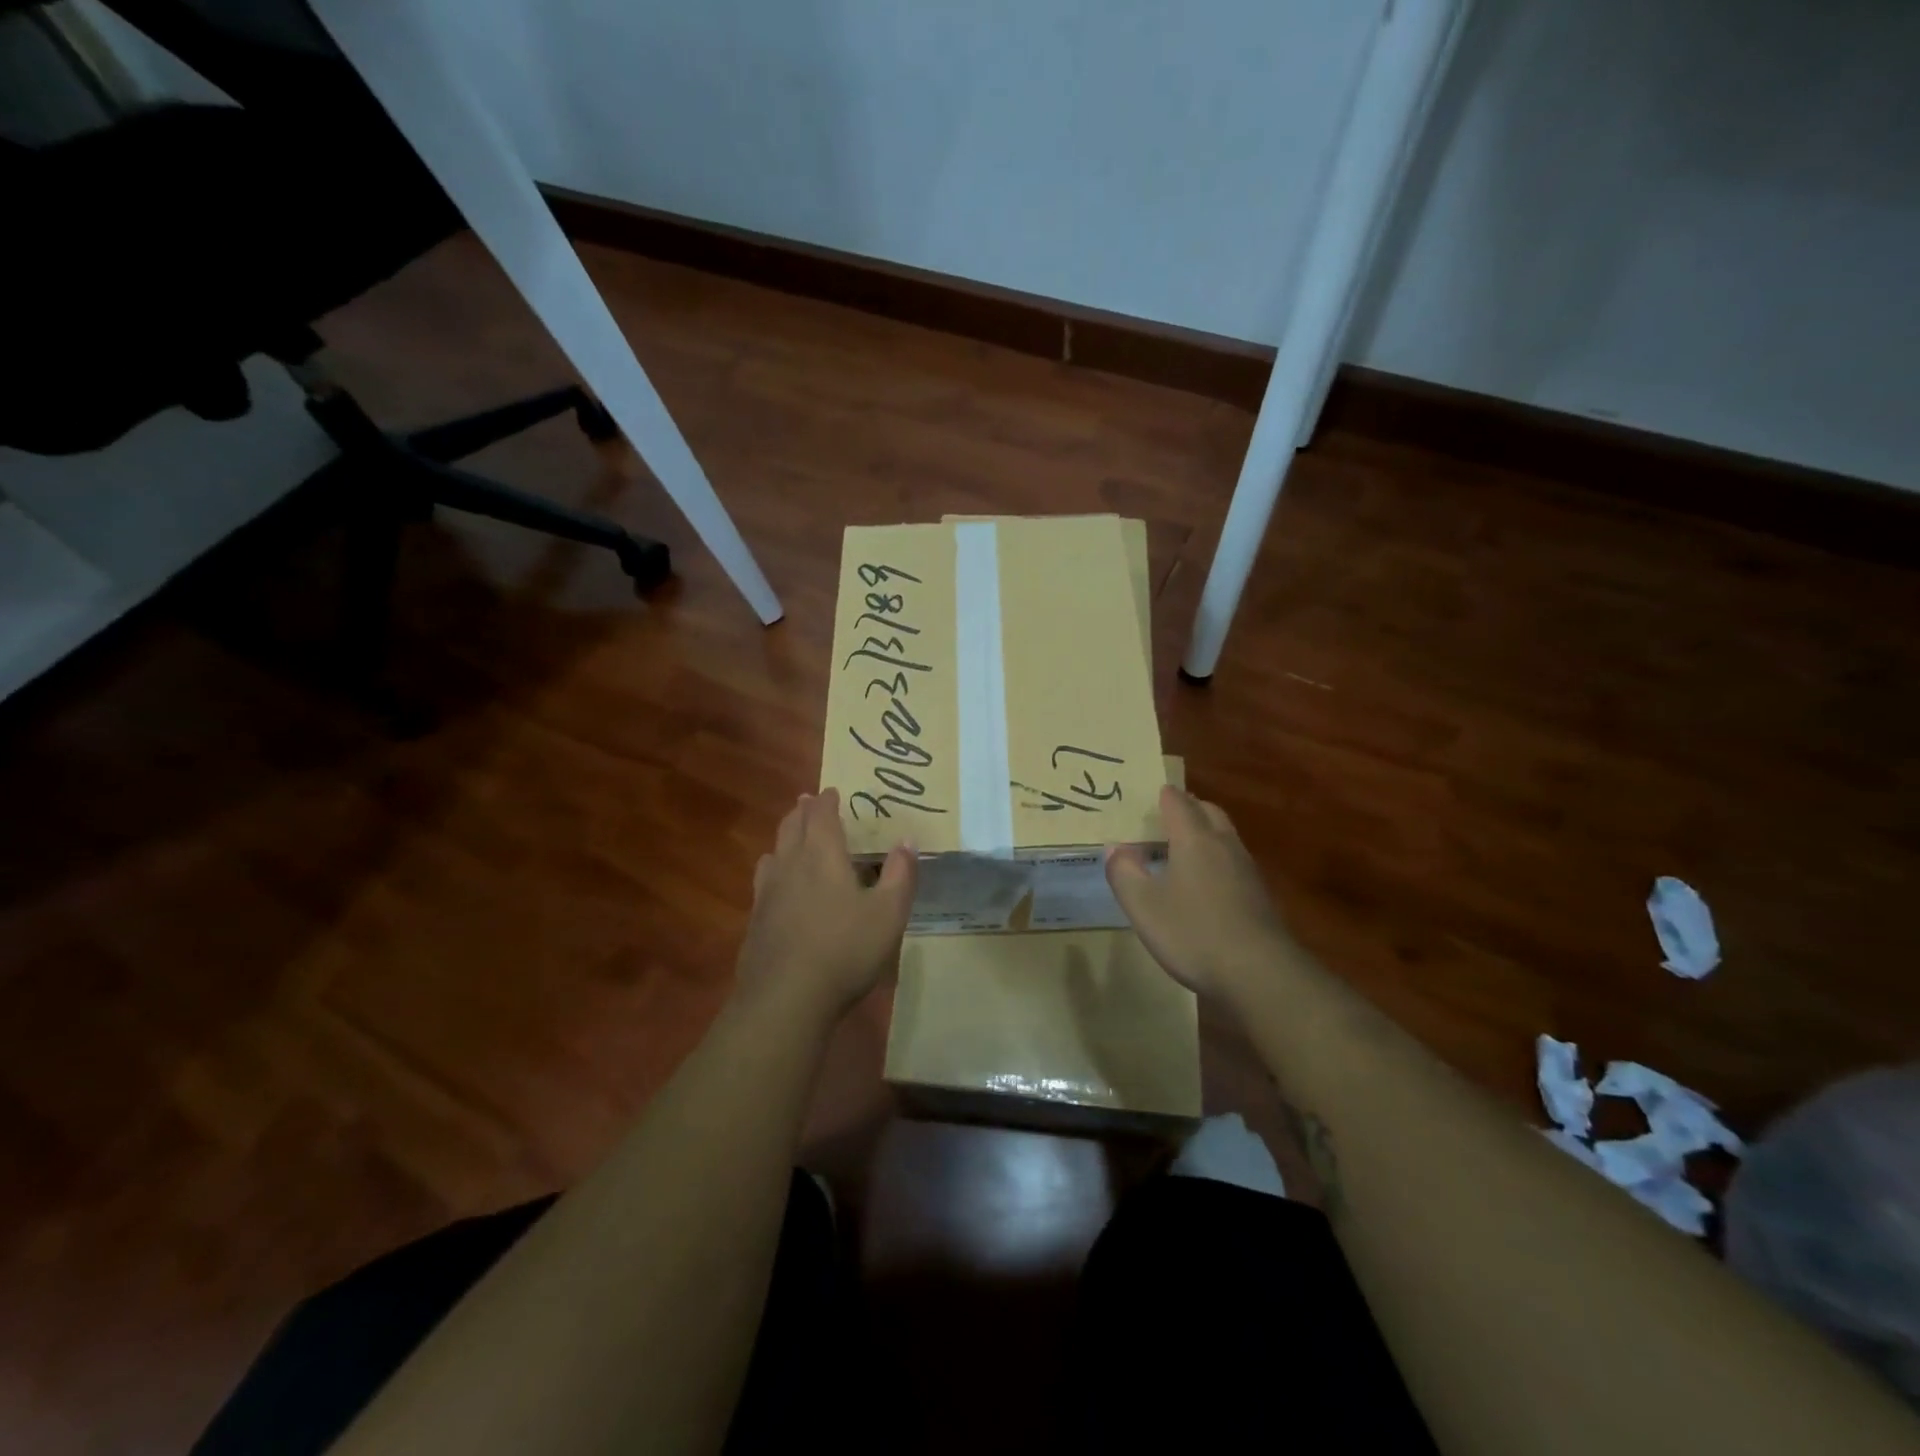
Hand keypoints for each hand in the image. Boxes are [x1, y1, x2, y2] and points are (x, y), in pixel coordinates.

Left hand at [736, 789, 916, 1020]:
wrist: (786, 998)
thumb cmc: (845, 949)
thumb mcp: (889, 913)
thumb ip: (900, 875)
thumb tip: (907, 841)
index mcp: (823, 855)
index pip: (822, 816)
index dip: (827, 801)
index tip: (832, 791)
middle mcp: (790, 864)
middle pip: (792, 827)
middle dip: (802, 811)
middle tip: (808, 802)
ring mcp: (767, 893)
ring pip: (774, 851)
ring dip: (784, 837)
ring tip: (792, 836)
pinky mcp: (755, 920)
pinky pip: (763, 880)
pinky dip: (773, 869)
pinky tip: (777, 885)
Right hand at [1106, 785, 1295, 1007]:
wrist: (1259, 973)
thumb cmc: (1192, 932)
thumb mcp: (1142, 905)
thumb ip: (1124, 872)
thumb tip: (1115, 848)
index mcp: (1193, 839)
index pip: (1177, 802)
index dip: (1162, 794)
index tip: (1149, 792)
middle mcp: (1223, 845)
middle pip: (1207, 811)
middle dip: (1187, 807)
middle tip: (1165, 815)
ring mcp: (1245, 870)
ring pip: (1224, 835)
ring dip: (1204, 831)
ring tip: (1180, 846)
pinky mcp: (1258, 895)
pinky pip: (1233, 860)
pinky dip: (1216, 857)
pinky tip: (1204, 882)